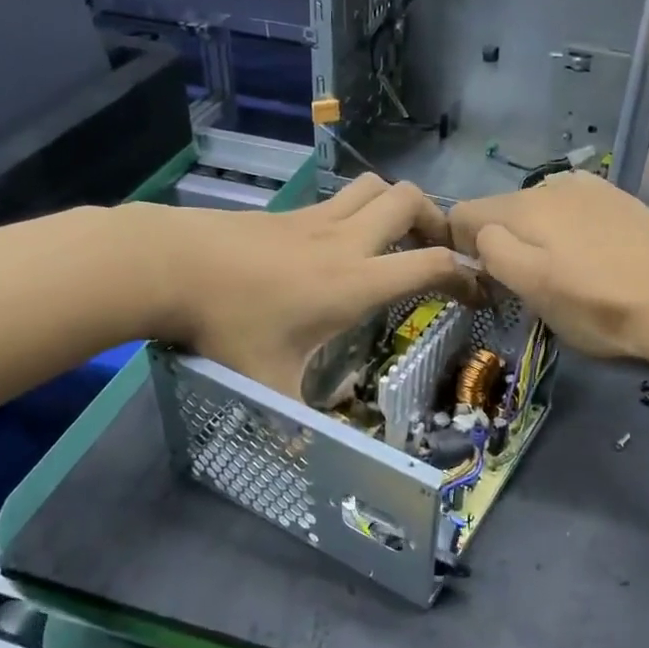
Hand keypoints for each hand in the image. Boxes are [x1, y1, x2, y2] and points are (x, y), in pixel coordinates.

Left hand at [137, 175, 469, 395]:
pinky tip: (342, 243)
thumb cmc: (227, 325)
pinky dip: (359, 210)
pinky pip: (340, 198)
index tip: (479, 291)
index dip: (466, 274)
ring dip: (398, 205)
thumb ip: (294, 423)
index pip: (430, 263)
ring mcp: (316, 219)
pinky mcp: (290, 212)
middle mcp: (345, 241)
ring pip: (375, 187)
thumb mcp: (267, 384)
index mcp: (354, 282)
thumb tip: (306, 461)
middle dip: (437, 221)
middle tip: (435, 252)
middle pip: (410, 201)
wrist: (170, 264)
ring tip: (396, 238)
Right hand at [449, 172, 648, 360]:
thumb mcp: (532, 289)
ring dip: (535, 231)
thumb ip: (493, 252)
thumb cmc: (595, 306)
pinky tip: (588, 248)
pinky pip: (572, 204)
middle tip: (526, 281)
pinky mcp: (616, 197)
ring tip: (561, 265)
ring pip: (537, 205)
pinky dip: (566, 222)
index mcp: (524, 208)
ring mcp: (587, 187)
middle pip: (502, 208)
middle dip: (501, 239)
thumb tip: (482, 234)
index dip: (463, 247)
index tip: (487, 279)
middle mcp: (550, 185)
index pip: (465, 213)